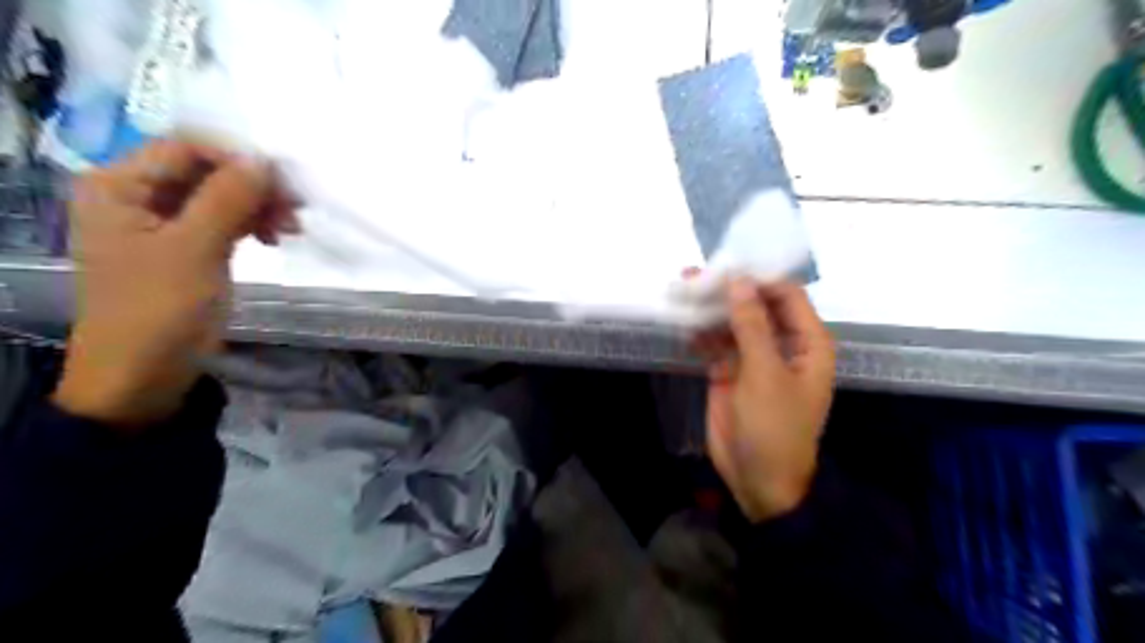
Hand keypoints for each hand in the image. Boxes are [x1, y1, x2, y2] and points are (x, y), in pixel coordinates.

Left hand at [52, 141, 296, 427]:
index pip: (186, 146)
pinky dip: (251, 223)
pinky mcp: (185, 245)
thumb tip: (264, 160)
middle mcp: (136, 194)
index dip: (237, 157)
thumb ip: (228, 199)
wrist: (145, 373)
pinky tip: (274, 237)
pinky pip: (222, 219)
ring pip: (220, 194)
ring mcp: (161, 221)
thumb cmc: (159, 309)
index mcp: (119, 185)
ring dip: (258, 205)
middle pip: (206, 169)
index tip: (284, 184)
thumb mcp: (195, 249)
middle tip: (295, 209)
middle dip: (253, 185)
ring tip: (289, 230)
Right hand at [699, 277, 833, 520]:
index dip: (758, 278)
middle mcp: (782, 344)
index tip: (725, 268)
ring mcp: (754, 358)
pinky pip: (715, 344)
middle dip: (728, 290)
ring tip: (682, 290)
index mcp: (807, 342)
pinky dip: (701, 333)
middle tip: (695, 276)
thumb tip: (739, 281)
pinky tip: (683, 323)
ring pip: (732, 323)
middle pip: (756, 305)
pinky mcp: (729, 372)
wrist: (758, 479)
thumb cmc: (774, 427)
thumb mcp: (765, 374)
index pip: (787, 295)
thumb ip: (751, 326)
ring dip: (710, 309)